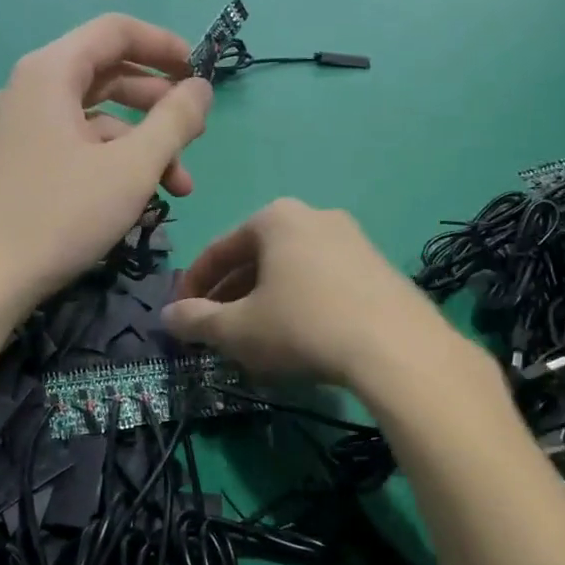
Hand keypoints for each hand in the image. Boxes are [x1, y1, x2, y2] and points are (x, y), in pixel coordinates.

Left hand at [0, 14, 211, 326]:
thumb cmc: (59, 216)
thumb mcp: (131, 168)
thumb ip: (174, 121)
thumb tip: (201, 88)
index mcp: (51, 72)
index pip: (115, 31)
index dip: (164, 46)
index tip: (201, 75)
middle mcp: (28, 90)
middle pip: (106, 76)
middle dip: (158, 106)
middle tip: (195, 138)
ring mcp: (17, 129)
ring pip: (93, 121)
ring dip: (140, 146)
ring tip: (176, 189)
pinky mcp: (14, 165)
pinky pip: (72, 147)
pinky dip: (109, 164)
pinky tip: (134, 202)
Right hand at [162, 199, 444, 389]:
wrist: (396, 347)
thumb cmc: (302, 326)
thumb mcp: (237, 329)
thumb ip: (196, 321)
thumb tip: (168, 316)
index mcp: (275, 218)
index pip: (218, 250)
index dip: (192, 286)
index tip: (181, 317)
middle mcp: (315, 216)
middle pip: (256, 258)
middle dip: (230, 295)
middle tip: (216, 330)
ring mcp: (353, 239)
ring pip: (291, 271)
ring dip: (264, 301)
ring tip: (254, 339)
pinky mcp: (379, 267)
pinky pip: (323, 282)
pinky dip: (300, 304)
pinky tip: (299, 339)